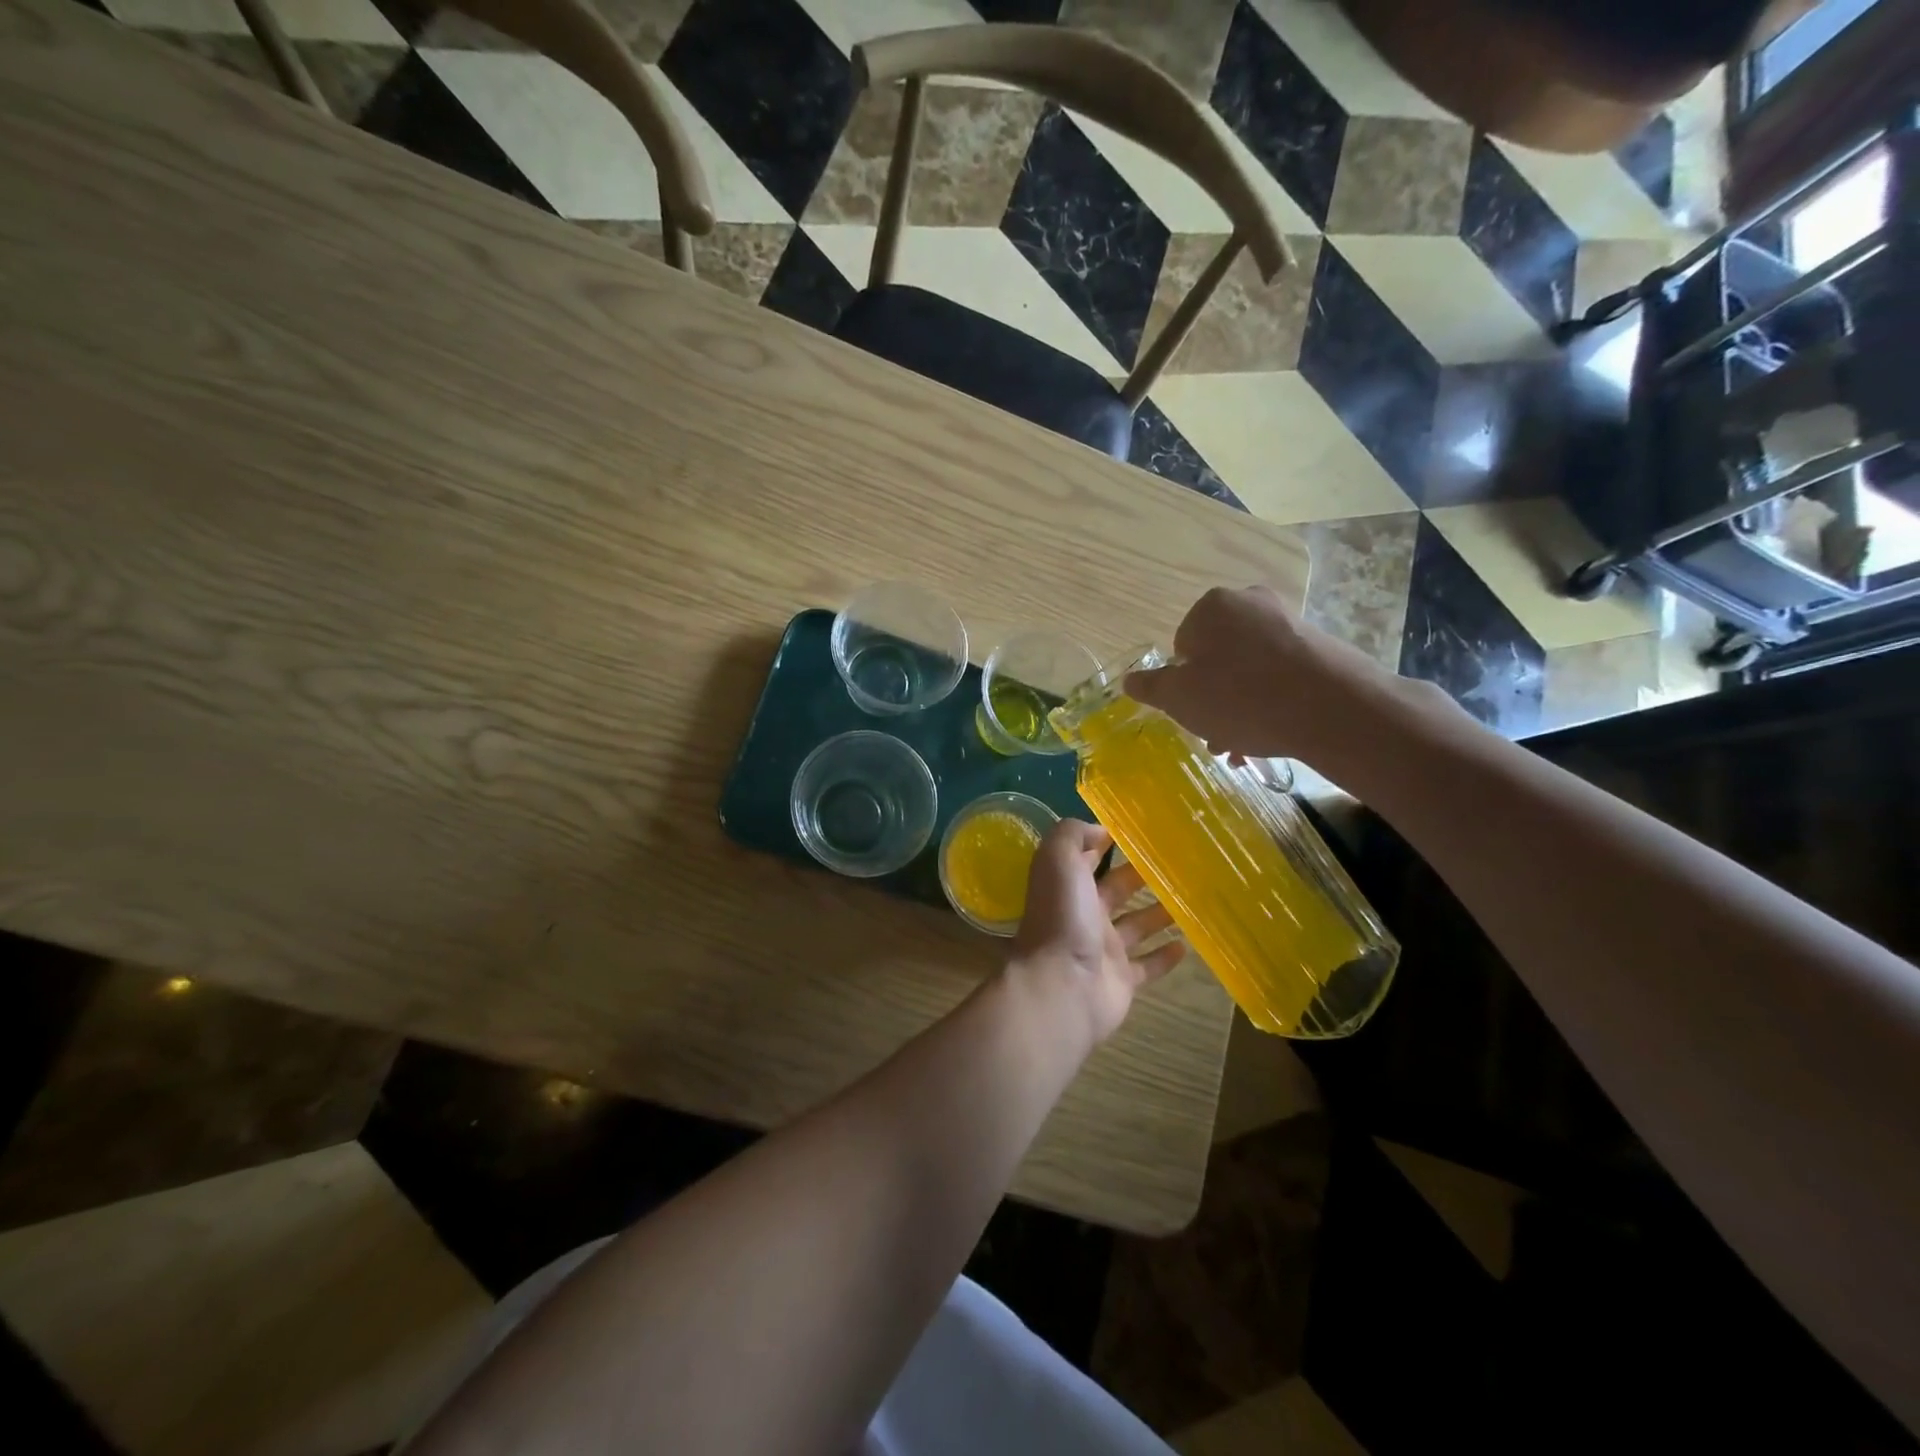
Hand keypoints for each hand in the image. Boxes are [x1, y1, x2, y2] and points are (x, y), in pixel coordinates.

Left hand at [1008, 819, 1186, 1045]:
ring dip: (1160, 912)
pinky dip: (1165, 957)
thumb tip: (1100, 829)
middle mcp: (1084, 915)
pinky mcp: (1122, 980)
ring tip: (1192, 897)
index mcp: (1068, 886)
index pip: (1088, 858)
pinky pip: (1147, 966)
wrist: (1063, 985)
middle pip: (1118, 890)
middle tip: (1179, 862)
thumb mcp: (1059, 860)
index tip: (1141, 830)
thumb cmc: (1062, 917)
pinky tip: (1187, 944)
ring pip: (1137, 926)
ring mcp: (1104, 950)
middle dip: (1141, 876)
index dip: (1107, 843)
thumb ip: (1074, 835)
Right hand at [1123, 585, 1397, 761]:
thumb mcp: (1180, 699)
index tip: (1193, 711)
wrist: (1333, 709)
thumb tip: (1129, 679)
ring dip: (1239, 705)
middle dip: (1212, 697)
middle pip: (1216, 657)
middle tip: (1217, 735)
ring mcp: (1289, 621)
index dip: (1183, 683)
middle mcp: (1250, 603)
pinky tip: (1273, 732)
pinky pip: (1279, 673)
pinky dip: (1270, 700)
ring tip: (1245, 746)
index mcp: (1212, 607)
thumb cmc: (1241, 698)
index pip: (1181, 647)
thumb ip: (1151, 687)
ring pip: (1247, 669)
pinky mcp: (1319, 645)